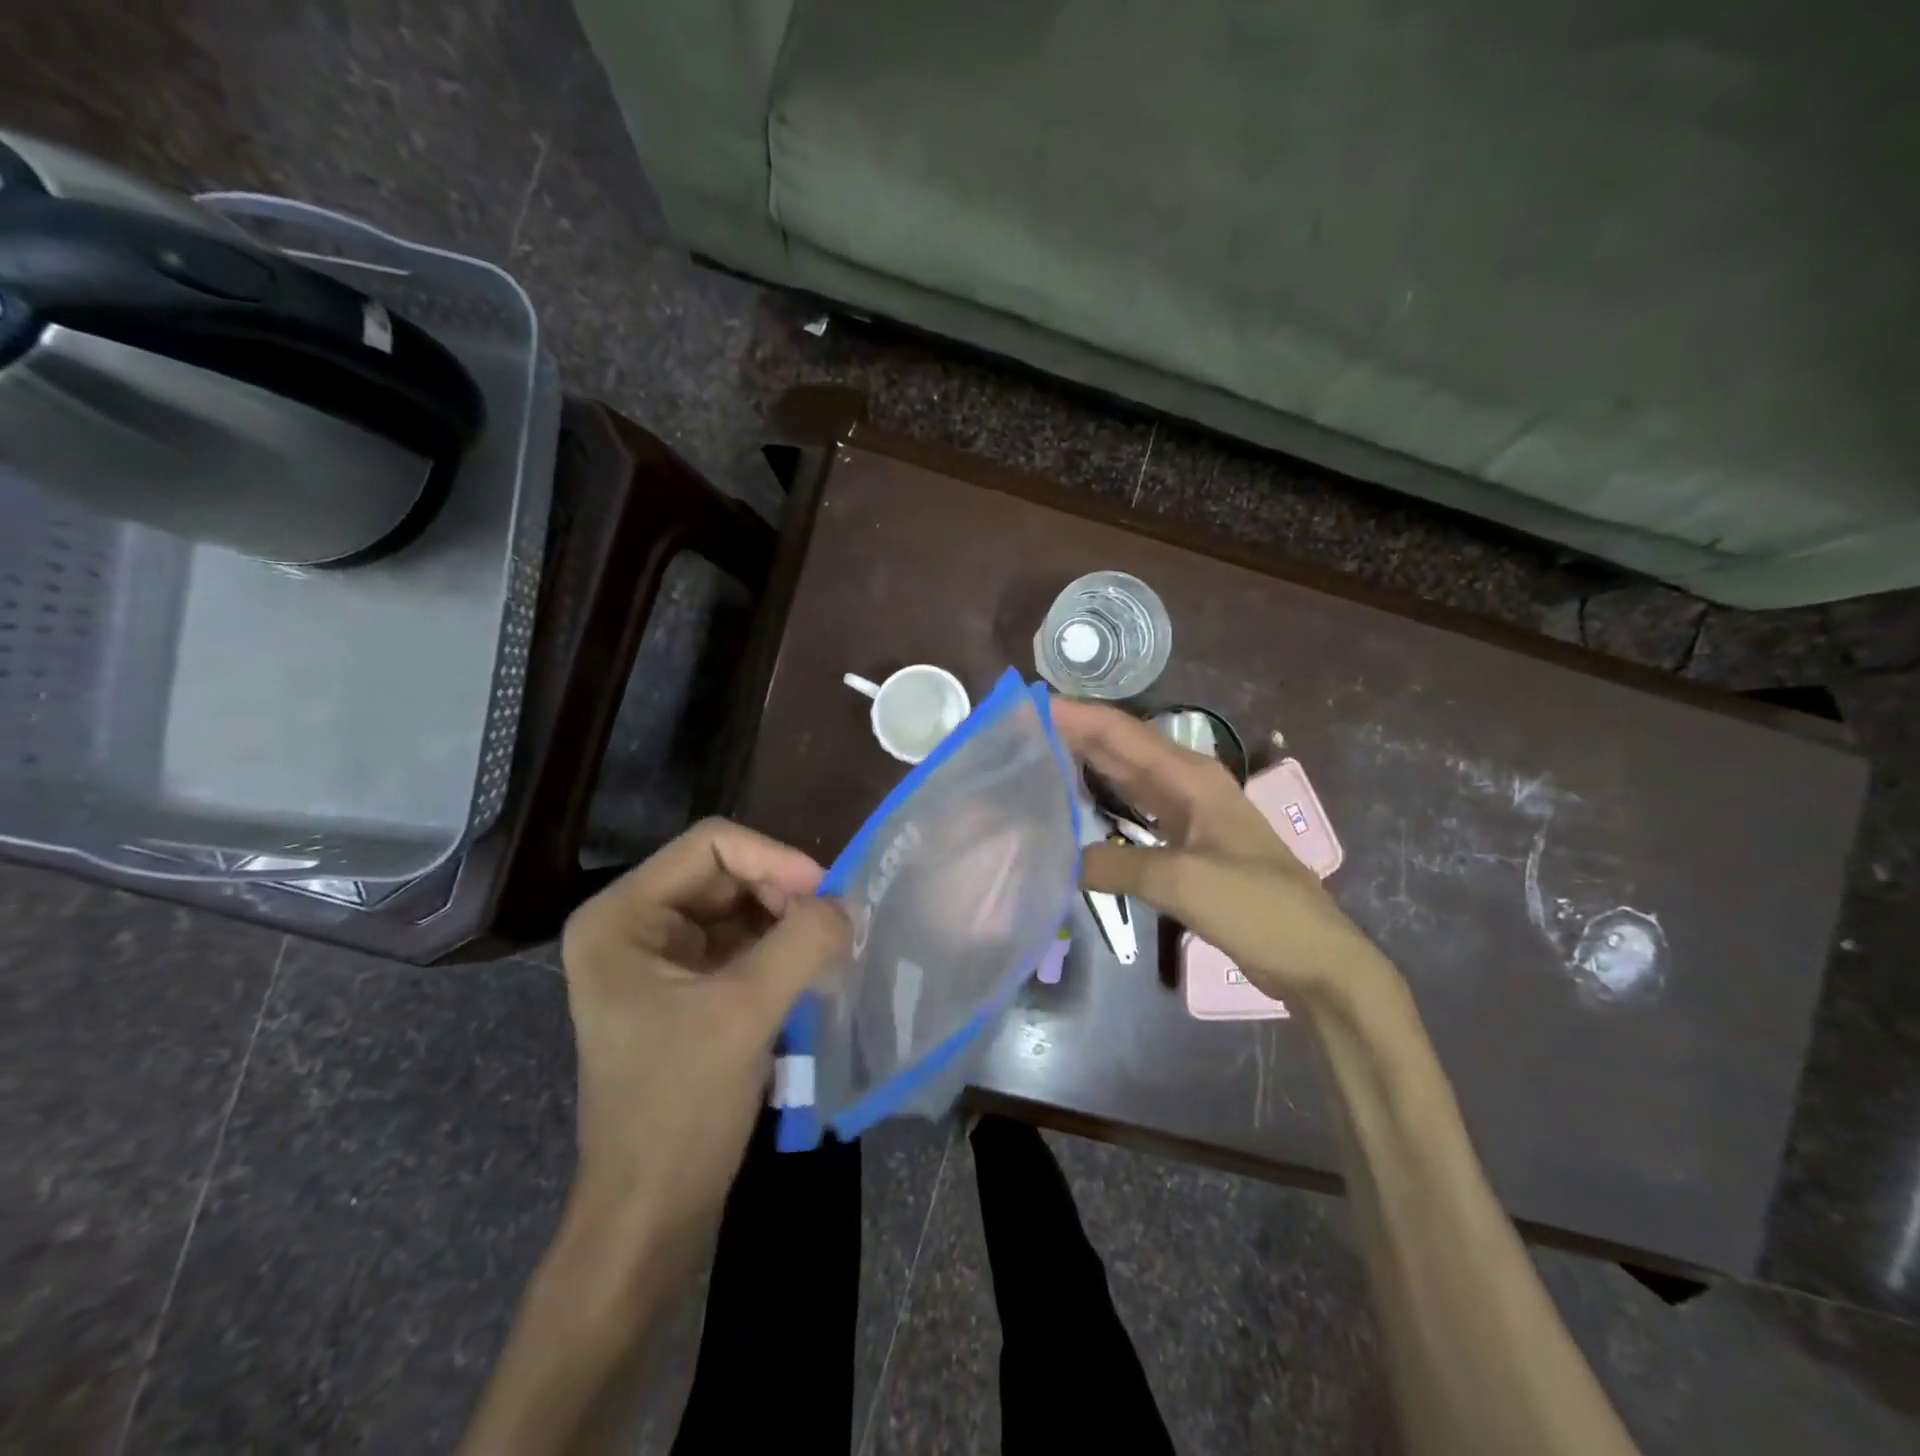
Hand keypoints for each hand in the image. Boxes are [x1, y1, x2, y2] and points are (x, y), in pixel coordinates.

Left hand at [558, 818, 849, 1250]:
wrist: (652, 1211)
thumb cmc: (680, 1109)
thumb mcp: (744, 1014)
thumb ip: (801, 944)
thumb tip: (847, 904)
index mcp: (621, 916)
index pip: (710, 845)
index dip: (774, 858)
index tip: (827, 896)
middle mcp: (634, 923)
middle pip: (726, 872)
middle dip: (784, 892)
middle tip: (834, 927)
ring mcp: (659, 956)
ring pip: (741, 905)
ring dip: (788, 920)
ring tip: (829, 948)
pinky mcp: (686, 986)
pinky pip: (743, 942)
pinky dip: (781, 947)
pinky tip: (812, 968)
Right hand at [1051, 699, 1387, 1001]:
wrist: (1312, 956)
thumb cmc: (1255, 907)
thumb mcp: (1183, 883)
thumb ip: (1117, 865)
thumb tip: (1062, 861)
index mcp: (1190, 776)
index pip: (1122, 733)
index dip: (1076, 716)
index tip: (1028, 707)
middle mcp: (1186, 784)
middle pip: (1121, 748)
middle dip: (1074, 734)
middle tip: (1019, 729)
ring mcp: (1187, 813)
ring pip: (1126, 776)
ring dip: (1086, 764)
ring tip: (1037, 757)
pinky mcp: (1185, 843)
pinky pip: (1134, 810)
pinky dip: (1102, 804)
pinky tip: (1075, 807)